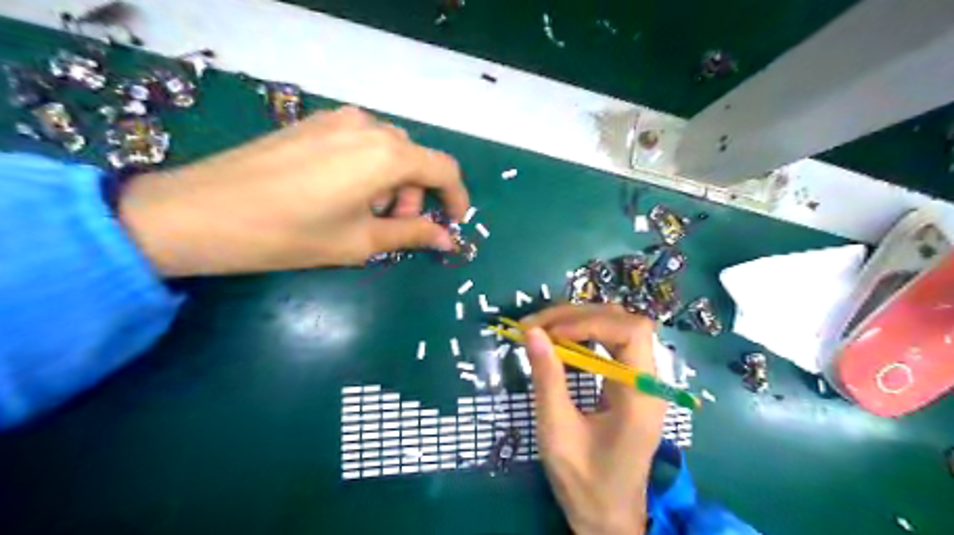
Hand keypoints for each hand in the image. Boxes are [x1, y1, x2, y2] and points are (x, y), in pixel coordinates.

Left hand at [118, 108, 468, 277]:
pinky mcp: (314, 123)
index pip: (443, 169)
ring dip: (392, 184)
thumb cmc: (291, 234)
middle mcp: (369, 126)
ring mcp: (338, 120)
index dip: (456, 198)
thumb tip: (448, 241)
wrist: (201, 212)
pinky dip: (368, 170)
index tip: (453, 223)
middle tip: (395, 228)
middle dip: (416, 196)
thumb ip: (412, 235)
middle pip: (414, 159)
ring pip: (388, 151)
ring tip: (363, 215)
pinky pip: (361, 143)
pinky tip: (341, 195)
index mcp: (387, 154)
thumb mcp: (361, 241)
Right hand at [521, 305, 665, 534]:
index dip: (589, 322)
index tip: (547, 332)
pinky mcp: (630, 383)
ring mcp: (642, 380)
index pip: (631, 332)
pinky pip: (611, 344)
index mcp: (642, 396)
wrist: (608, 515)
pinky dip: (583, 334)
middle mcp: (649, 381)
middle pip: (624, 322)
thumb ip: (547, 379)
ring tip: (542, 328)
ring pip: (618, 327)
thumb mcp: (558, 432)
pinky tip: (560, 340)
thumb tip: (532, 332)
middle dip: (578, 316)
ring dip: (579, 321)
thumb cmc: (584, 482)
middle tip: (535, 325)